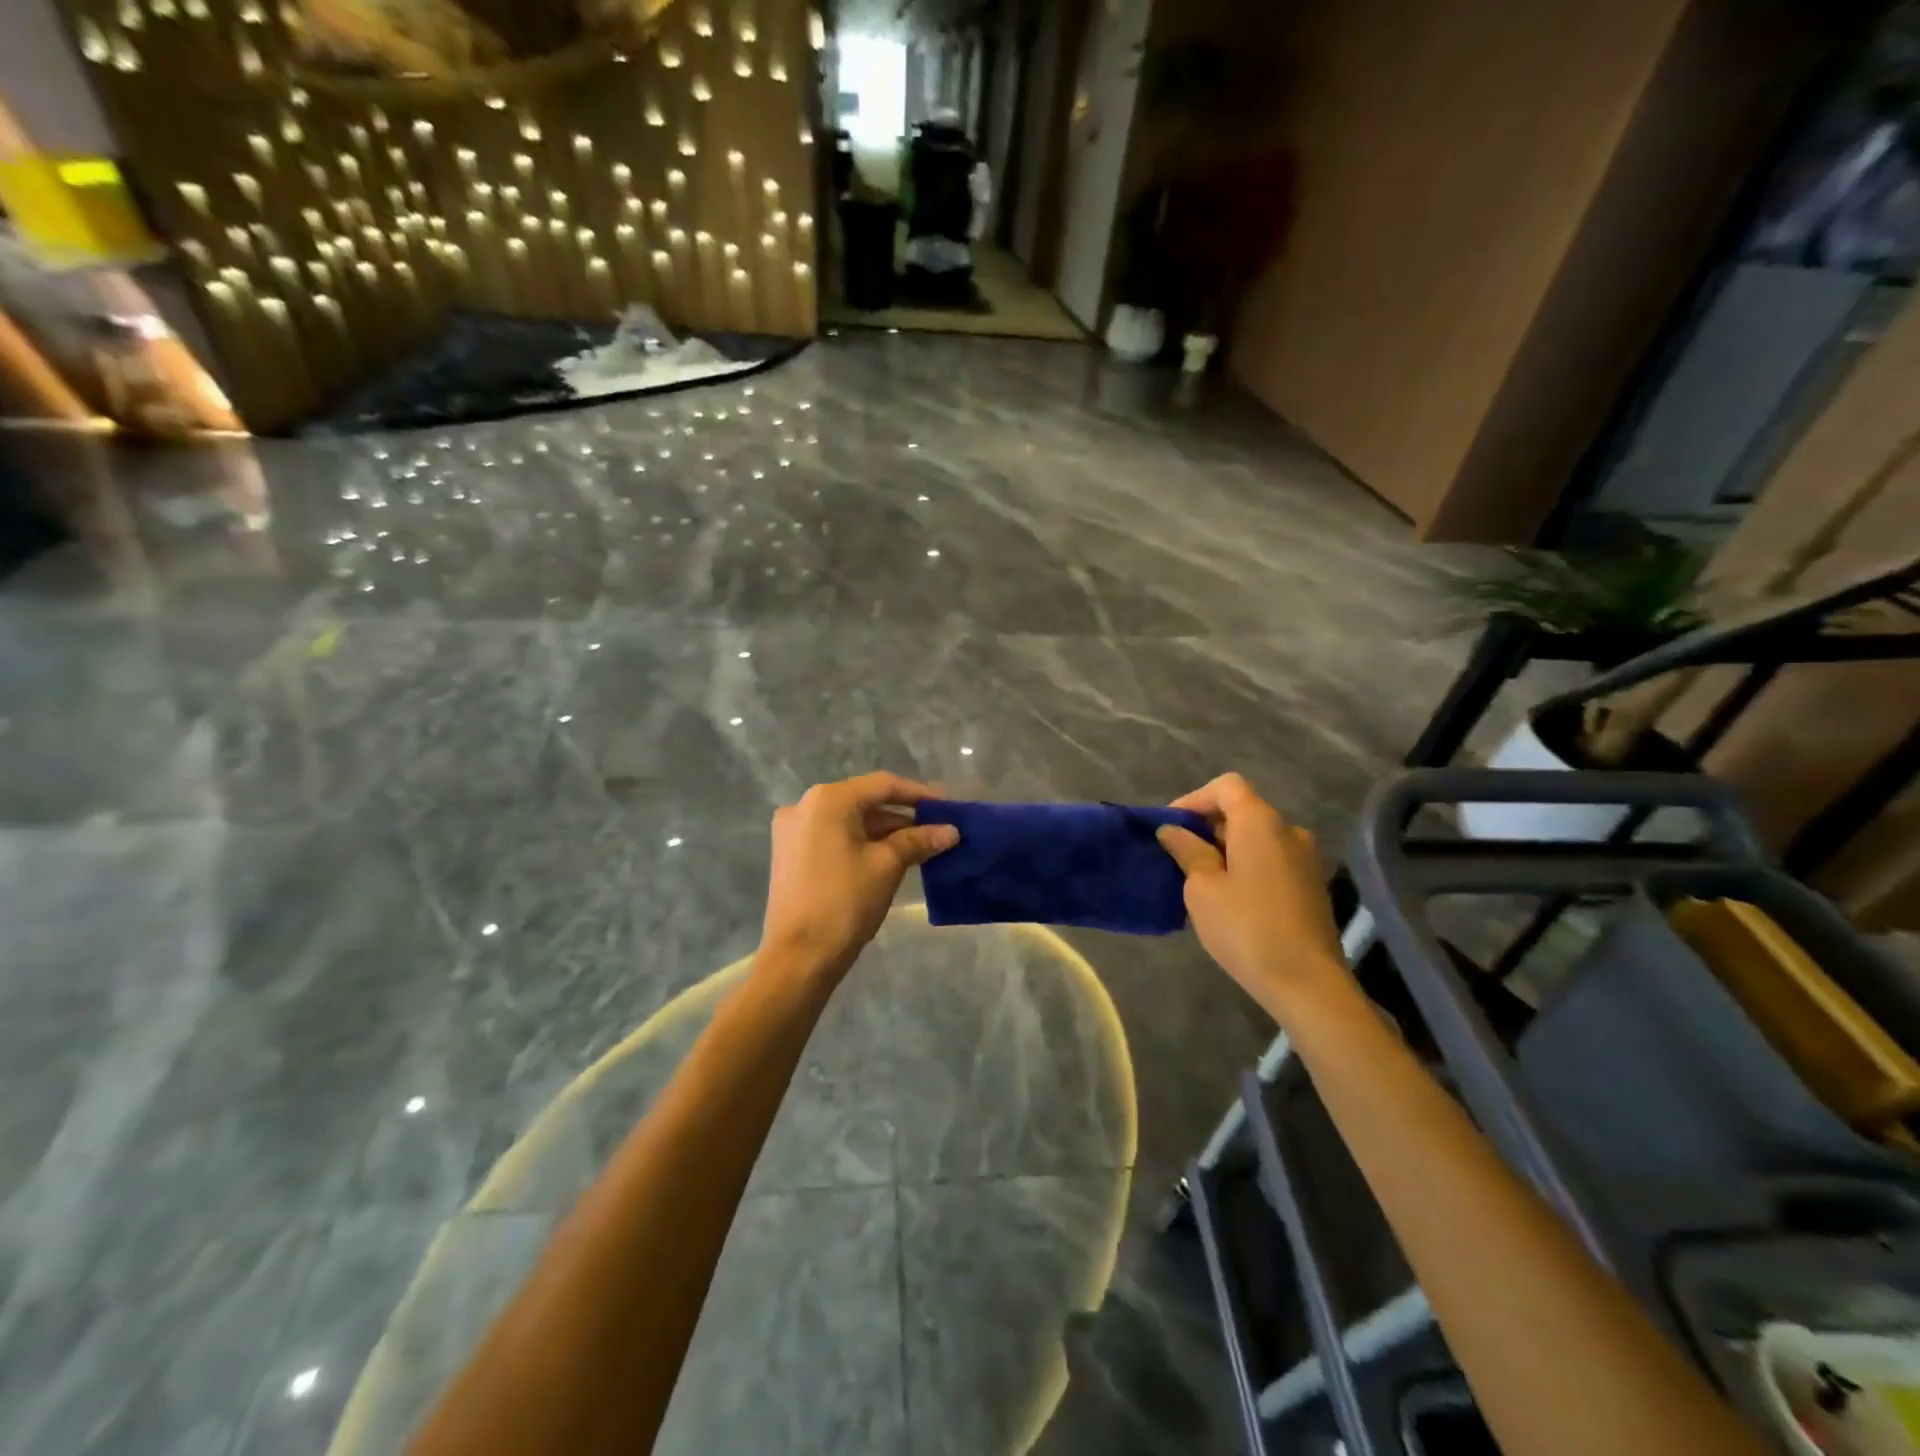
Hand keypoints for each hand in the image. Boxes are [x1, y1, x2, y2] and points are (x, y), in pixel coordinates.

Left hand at [760, 772, 959, 983]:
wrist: (799, 958)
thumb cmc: (845, 903)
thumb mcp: (887, 866)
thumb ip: (918, 841)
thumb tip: (951, 831)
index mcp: (827, 800)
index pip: (883, 785)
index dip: (919, 794)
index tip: (948, 808)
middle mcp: (804, 805)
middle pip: (864, 801)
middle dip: (903, 816)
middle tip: (937, 830)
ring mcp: (792, 830)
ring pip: (849, 821)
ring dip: (884, 832)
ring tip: (921, 847)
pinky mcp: (790, 854)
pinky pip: (834, 837)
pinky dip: (862, 843)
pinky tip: (889, 857)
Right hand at [1156, 773, 1349, 1024]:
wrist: (1308, 984)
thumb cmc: (1246, 928)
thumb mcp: (1202, 888)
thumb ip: (1187, 851)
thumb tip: (1173, 830)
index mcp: (1261, 822)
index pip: (1227, 786)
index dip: (1194, 799)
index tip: (1170, 827)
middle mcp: (1289, 831)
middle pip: (1243, 811)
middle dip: (1207, 826)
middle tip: (1178, 856)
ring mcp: (1306, 859)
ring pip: (1258, 839)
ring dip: (1227, 849)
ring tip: (1200, 880)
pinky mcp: (1313, 887)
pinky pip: (1272, 861)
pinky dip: (1247, 867)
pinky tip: (1230, 899)